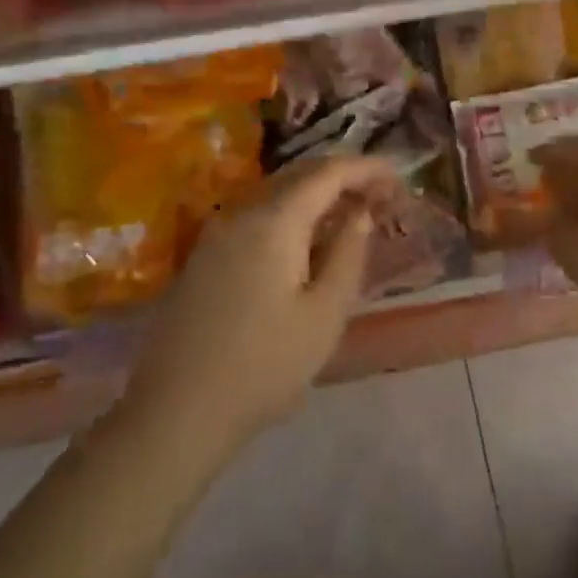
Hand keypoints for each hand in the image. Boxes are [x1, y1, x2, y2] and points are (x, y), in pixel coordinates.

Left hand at [124, 156, 395, 455]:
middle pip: (299, 175)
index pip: (328, 172)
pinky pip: (257, 215)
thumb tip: (360, 214)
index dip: (367, 168)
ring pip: (276, 193)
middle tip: (380, 195)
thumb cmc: (265, 365)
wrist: (179, 410)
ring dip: (316, 195)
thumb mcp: (325, 314)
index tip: (398, 177)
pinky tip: (306, 241)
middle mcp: (241, 212)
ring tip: (350, 214)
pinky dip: (290, 214)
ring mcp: (217, 232)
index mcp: (274, 220)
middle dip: (343, 177)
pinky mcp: (204, 255)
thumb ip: (348, 253)